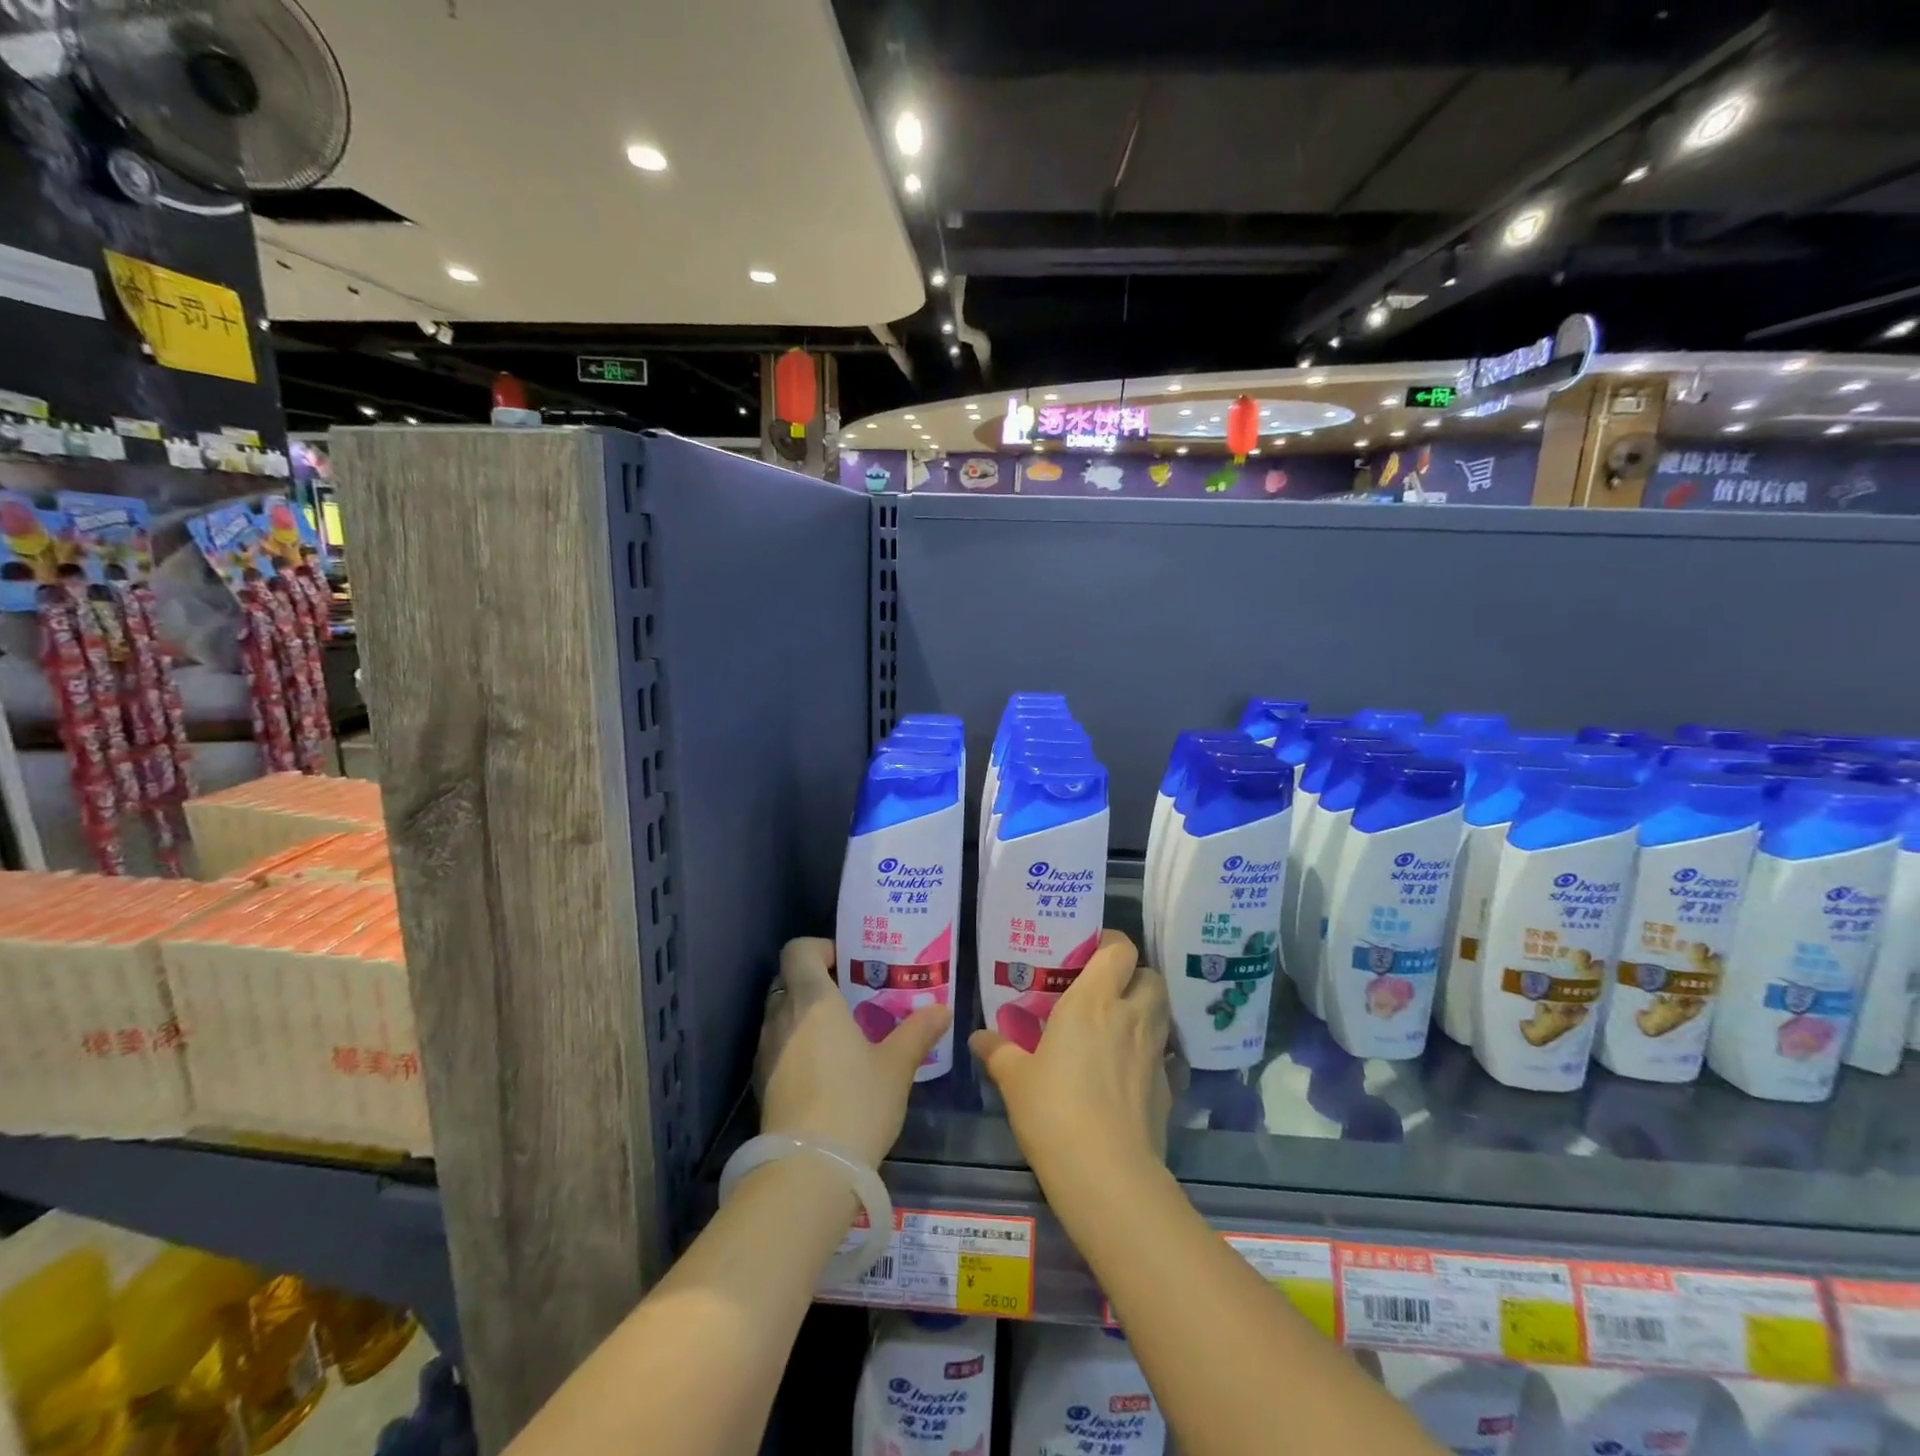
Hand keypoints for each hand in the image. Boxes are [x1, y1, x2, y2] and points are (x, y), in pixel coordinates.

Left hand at [755, 938, 950, 1166]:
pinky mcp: (762, 1084)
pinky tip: (826, 1071)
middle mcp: (781, 1017)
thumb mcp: (896, 1065)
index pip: (798, 950)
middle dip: (818, 983)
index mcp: (813, 1000)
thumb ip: (918, 1031)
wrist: (808, 1172)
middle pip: (789, 980)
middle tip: (853, 998)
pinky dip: (797, 1046)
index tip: (848, 963)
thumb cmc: (856, 1102)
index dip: (820, 948)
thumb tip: (942, 1010)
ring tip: (843, 1036)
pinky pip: (778, 1047)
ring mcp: (766, 1052)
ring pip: (782, 1015)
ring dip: (806, 1016)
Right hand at [970, 931, 1170, 1185]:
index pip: (1119, 949)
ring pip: (1162, 1011)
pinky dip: (1150, 1052)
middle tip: (1106, 989)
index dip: (1110, 943)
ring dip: (1146, 1009)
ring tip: (1118, 1024)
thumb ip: (998, 1051)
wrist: (1107, 1174)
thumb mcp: (1015, 1079)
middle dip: (1133, 976)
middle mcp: (1130, 1016)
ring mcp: (1154, 1052)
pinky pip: (1163, 1054)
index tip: (1090, 952)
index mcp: (1093, 1001)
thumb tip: (977, 1037)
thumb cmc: (1054, 1111)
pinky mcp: (1167, 1086)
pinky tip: (1128, 1071)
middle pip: (1150, 975)